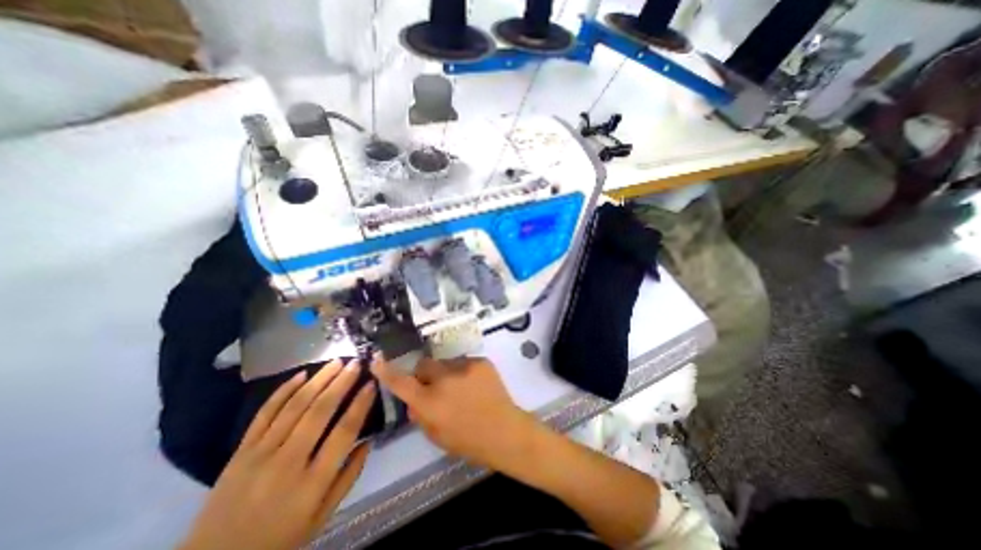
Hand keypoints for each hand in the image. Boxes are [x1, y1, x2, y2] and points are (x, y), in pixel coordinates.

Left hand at [179, 362, 376, 549]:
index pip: (343, 432)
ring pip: (294, 406)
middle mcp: (287, 462)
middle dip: (341, 383)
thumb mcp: (322, 516)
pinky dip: (283, 391)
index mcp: (312, 482)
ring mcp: (259, 454)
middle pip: (319, 412)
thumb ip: (349, 478)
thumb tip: (368, 441)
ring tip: (336, 362)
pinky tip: (301, 374)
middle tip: (356, 363)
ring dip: (319, 380)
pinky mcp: (240, 451)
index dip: (360, 405)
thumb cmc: (279, 539)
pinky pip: (264, 413)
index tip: (371, 384)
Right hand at [371, 357, 534, 471]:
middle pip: (424, 364)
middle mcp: (444, 380)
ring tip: (462, 388)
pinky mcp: (480, 361)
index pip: (401, 383)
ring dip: (447, 373)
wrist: (505, 430)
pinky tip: (475, 386)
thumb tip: (413, 398)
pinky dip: (464, 372)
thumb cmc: (469, 441)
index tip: (377, 359)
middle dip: (425, 373)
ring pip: (445, 363)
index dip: (386, 371)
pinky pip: (464, 363)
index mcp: (429, 403)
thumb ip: (420, 415)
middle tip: (435, 385)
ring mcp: (464, 367)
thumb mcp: (436, 435)